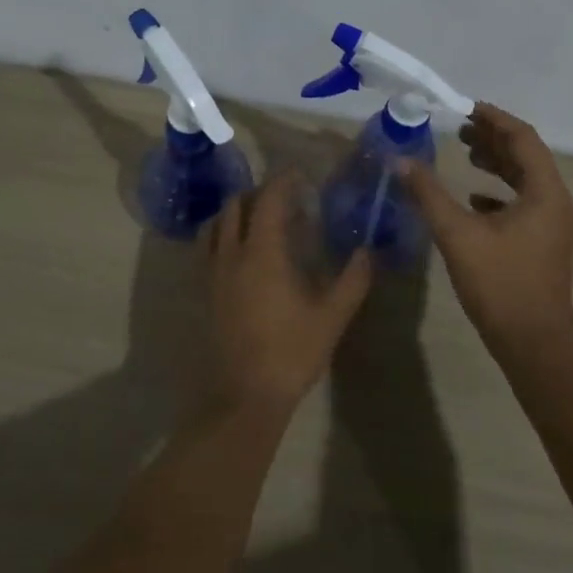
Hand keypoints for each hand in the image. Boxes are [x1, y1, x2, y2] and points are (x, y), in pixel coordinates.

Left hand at [203, 172, 373, 420]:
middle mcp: (231, 254)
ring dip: (235, 211)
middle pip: (236, 205)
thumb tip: (369, 251)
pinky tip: (240, 251)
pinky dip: (222, 234)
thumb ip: (353, 279)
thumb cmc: (291, 352)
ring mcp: (212, 273)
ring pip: (215, 224)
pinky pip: (207, 247)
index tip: (300, 175)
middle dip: (258, 192)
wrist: (243, 397)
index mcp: (263, 253)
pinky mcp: (203, 292)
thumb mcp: (332, 317)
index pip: (269, 200)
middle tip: (284, 197)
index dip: (283, 181)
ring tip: (259, 218)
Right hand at [401, 104, 572, 352]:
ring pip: (526, 180)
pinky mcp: (544, 243)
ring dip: (497, 164)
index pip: (522, 138)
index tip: (465, 108)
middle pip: (526, 155)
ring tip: (465, 153)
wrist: (533, 344)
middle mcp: (555, 201)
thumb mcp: (457, 235)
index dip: (494, 119)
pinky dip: (499, 193)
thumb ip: (429, 194)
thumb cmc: (500, 284)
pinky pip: (524, 204)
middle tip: (460, 129)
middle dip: (494, 139)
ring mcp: (553, 224)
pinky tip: (473, 198)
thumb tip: (400, 160)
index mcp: (544, 192)